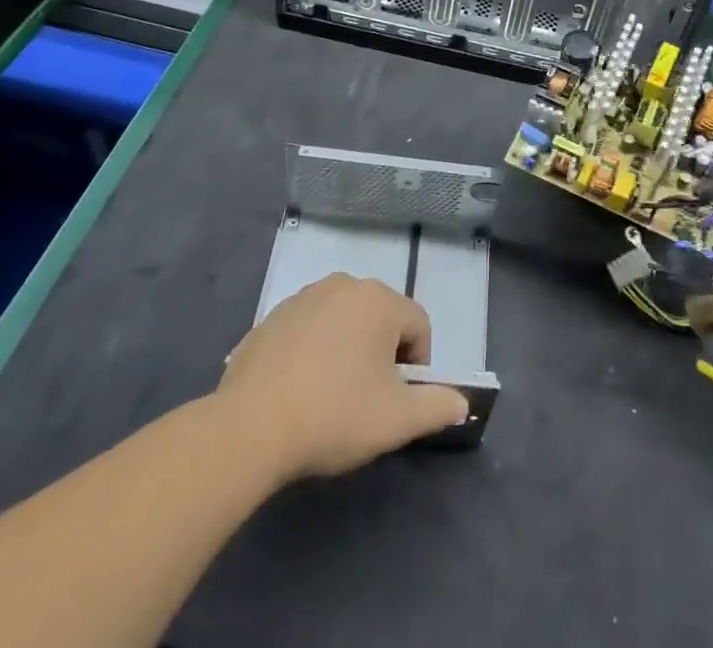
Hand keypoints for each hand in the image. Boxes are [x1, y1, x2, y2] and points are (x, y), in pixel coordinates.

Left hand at [219, 275, 469, 482]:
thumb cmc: (334, 415)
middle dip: (382, 353)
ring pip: (344, 321)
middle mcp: (344, 285)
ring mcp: (304, 297)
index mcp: (379, 300)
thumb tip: (462, 404)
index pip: (419, 326)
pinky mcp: (272, 316)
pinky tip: (299, 389)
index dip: (418, 366)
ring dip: (348, 349)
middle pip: (381, 318)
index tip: (398, 400)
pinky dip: (314, 351)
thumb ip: (437, 407)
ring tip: (331, 394)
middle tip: (367, 398)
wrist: (250, 426)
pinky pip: (309, 329)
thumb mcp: (396, 421)